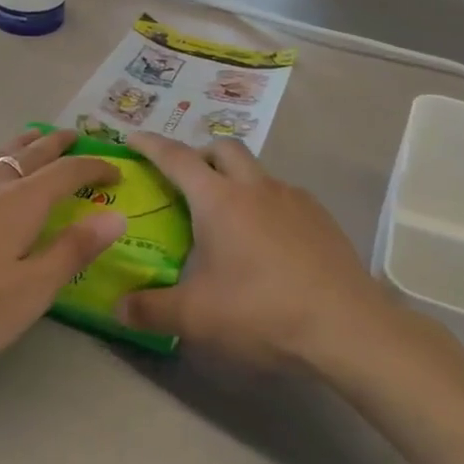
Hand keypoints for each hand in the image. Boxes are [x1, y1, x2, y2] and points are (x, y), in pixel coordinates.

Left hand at [0, 128, 125, 372]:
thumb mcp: (31, 291)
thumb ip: (74, 249)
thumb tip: (115, 214)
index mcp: (20, 203)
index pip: (67, 171)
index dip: (95, 165)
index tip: (115, 168)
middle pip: (29, 152)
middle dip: (56, 143)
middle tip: (73, 136)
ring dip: (20, 145)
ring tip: (31, 140)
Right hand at [119, 133, 395, 367]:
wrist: (345, 326)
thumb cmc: (260, 312)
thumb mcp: (195, 317)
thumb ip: (150, 310)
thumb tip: (118, 308)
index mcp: (218, 200)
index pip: (177, 158)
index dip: (151, 145)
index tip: (132, 137)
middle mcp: (255, 187)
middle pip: (223, 148)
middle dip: (200, 154)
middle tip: (185, 181)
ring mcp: (293, 199)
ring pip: (256, 171)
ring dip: (235, 180)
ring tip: (228, 219)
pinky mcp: (321, 217)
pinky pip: (283, 196)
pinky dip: (265, 204)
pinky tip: (267, 242)